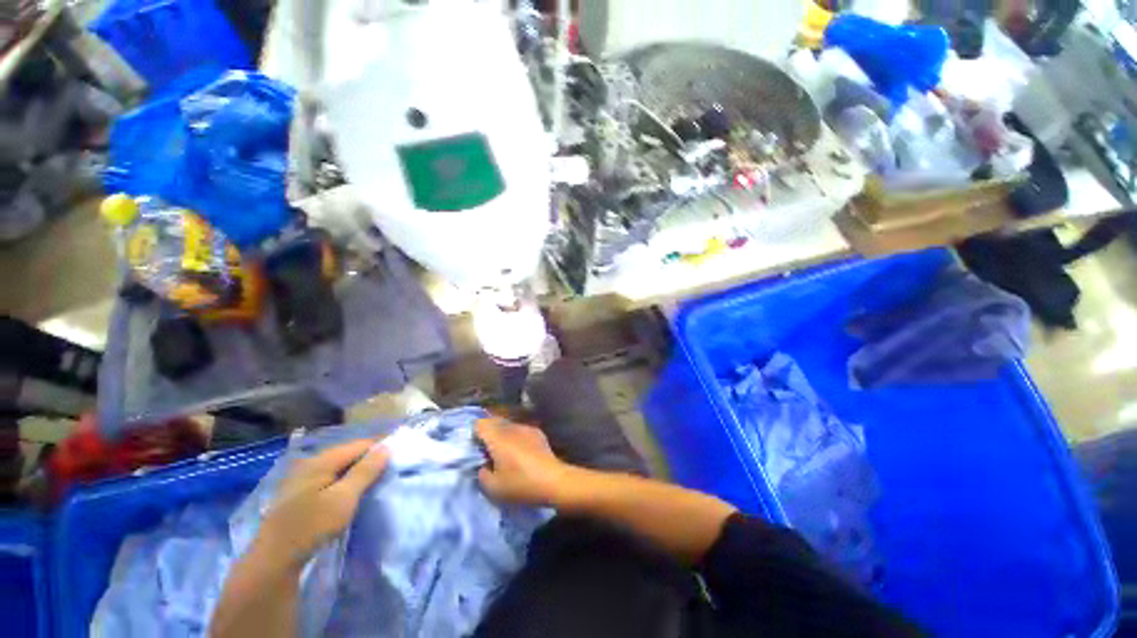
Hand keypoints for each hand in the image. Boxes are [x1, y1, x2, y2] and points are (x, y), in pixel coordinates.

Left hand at [255, 439, 388, 568]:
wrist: (273, 560)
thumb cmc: (311, 526)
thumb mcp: (344, 498)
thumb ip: (365, 470)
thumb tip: (386, 447)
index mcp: (321, 460)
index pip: (360, 444)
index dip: (379, 449)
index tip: (395, 460)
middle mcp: (310, 463)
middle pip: (348, 454)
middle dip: (368, 460)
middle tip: (385, 474)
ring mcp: (301, 478)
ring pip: (338, 467)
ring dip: (355, 472)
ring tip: (370, 484)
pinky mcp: (298, 493)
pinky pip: (328, 478)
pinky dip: (342, 482)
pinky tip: (347, 494)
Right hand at [476, 418, 571, 505]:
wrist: (553, 480)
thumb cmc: (521, 484)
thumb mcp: (493, 488)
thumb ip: (482, 474)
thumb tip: (484, 465)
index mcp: (498, 437)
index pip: (480, 423)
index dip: (474, 433)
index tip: (475, 447)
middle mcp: (511, 427)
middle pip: (494, 421)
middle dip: (488, 433)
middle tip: (487, 451)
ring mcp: (526, 428)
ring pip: (508, 425)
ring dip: (502, 434)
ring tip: (504, 452)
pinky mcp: (538, 432)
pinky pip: (520, 430)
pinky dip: (516, 437)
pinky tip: (520, 452)